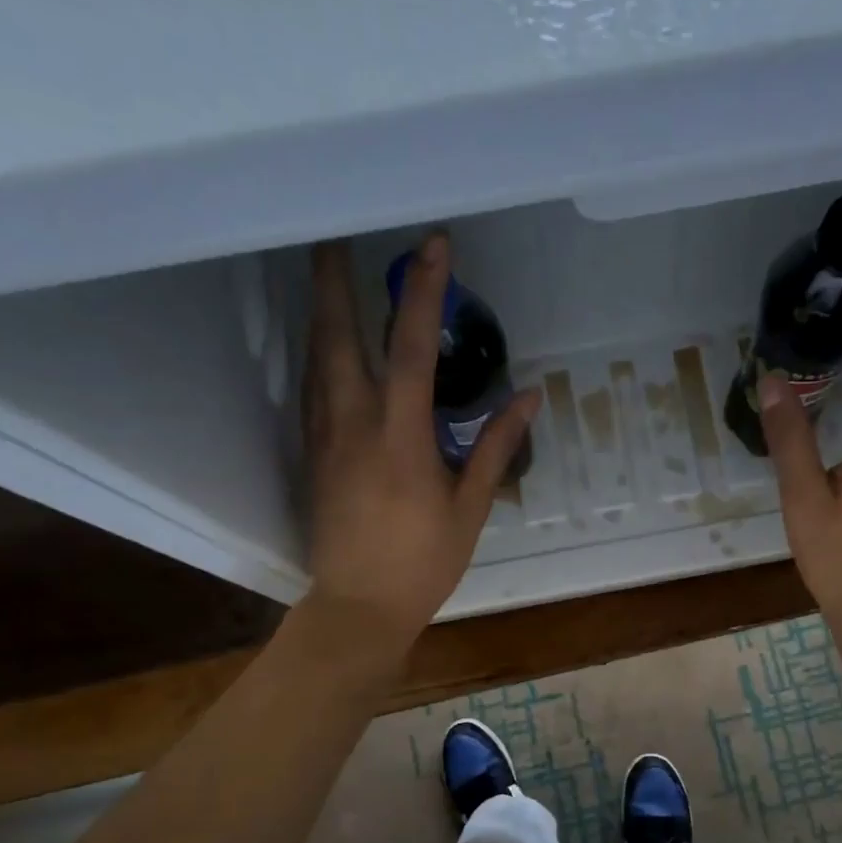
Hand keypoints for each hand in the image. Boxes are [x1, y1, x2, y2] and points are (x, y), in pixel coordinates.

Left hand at [303, 233, 540, 647]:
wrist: (358, 607)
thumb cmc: (422, 562)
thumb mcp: (470, 507)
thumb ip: (496, 446)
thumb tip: (531, 396)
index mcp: (400, 437)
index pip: (410, 349)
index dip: (423, 292)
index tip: (432, 245)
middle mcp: (352, 425)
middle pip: (335, 336)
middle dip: (334, 280)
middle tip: (333, 235)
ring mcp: (323, 438)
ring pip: (314, 359)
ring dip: (320, 311)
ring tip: (325, 275)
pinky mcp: (310, 455)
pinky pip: (310, 390)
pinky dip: (317, 354)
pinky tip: (323, 346)